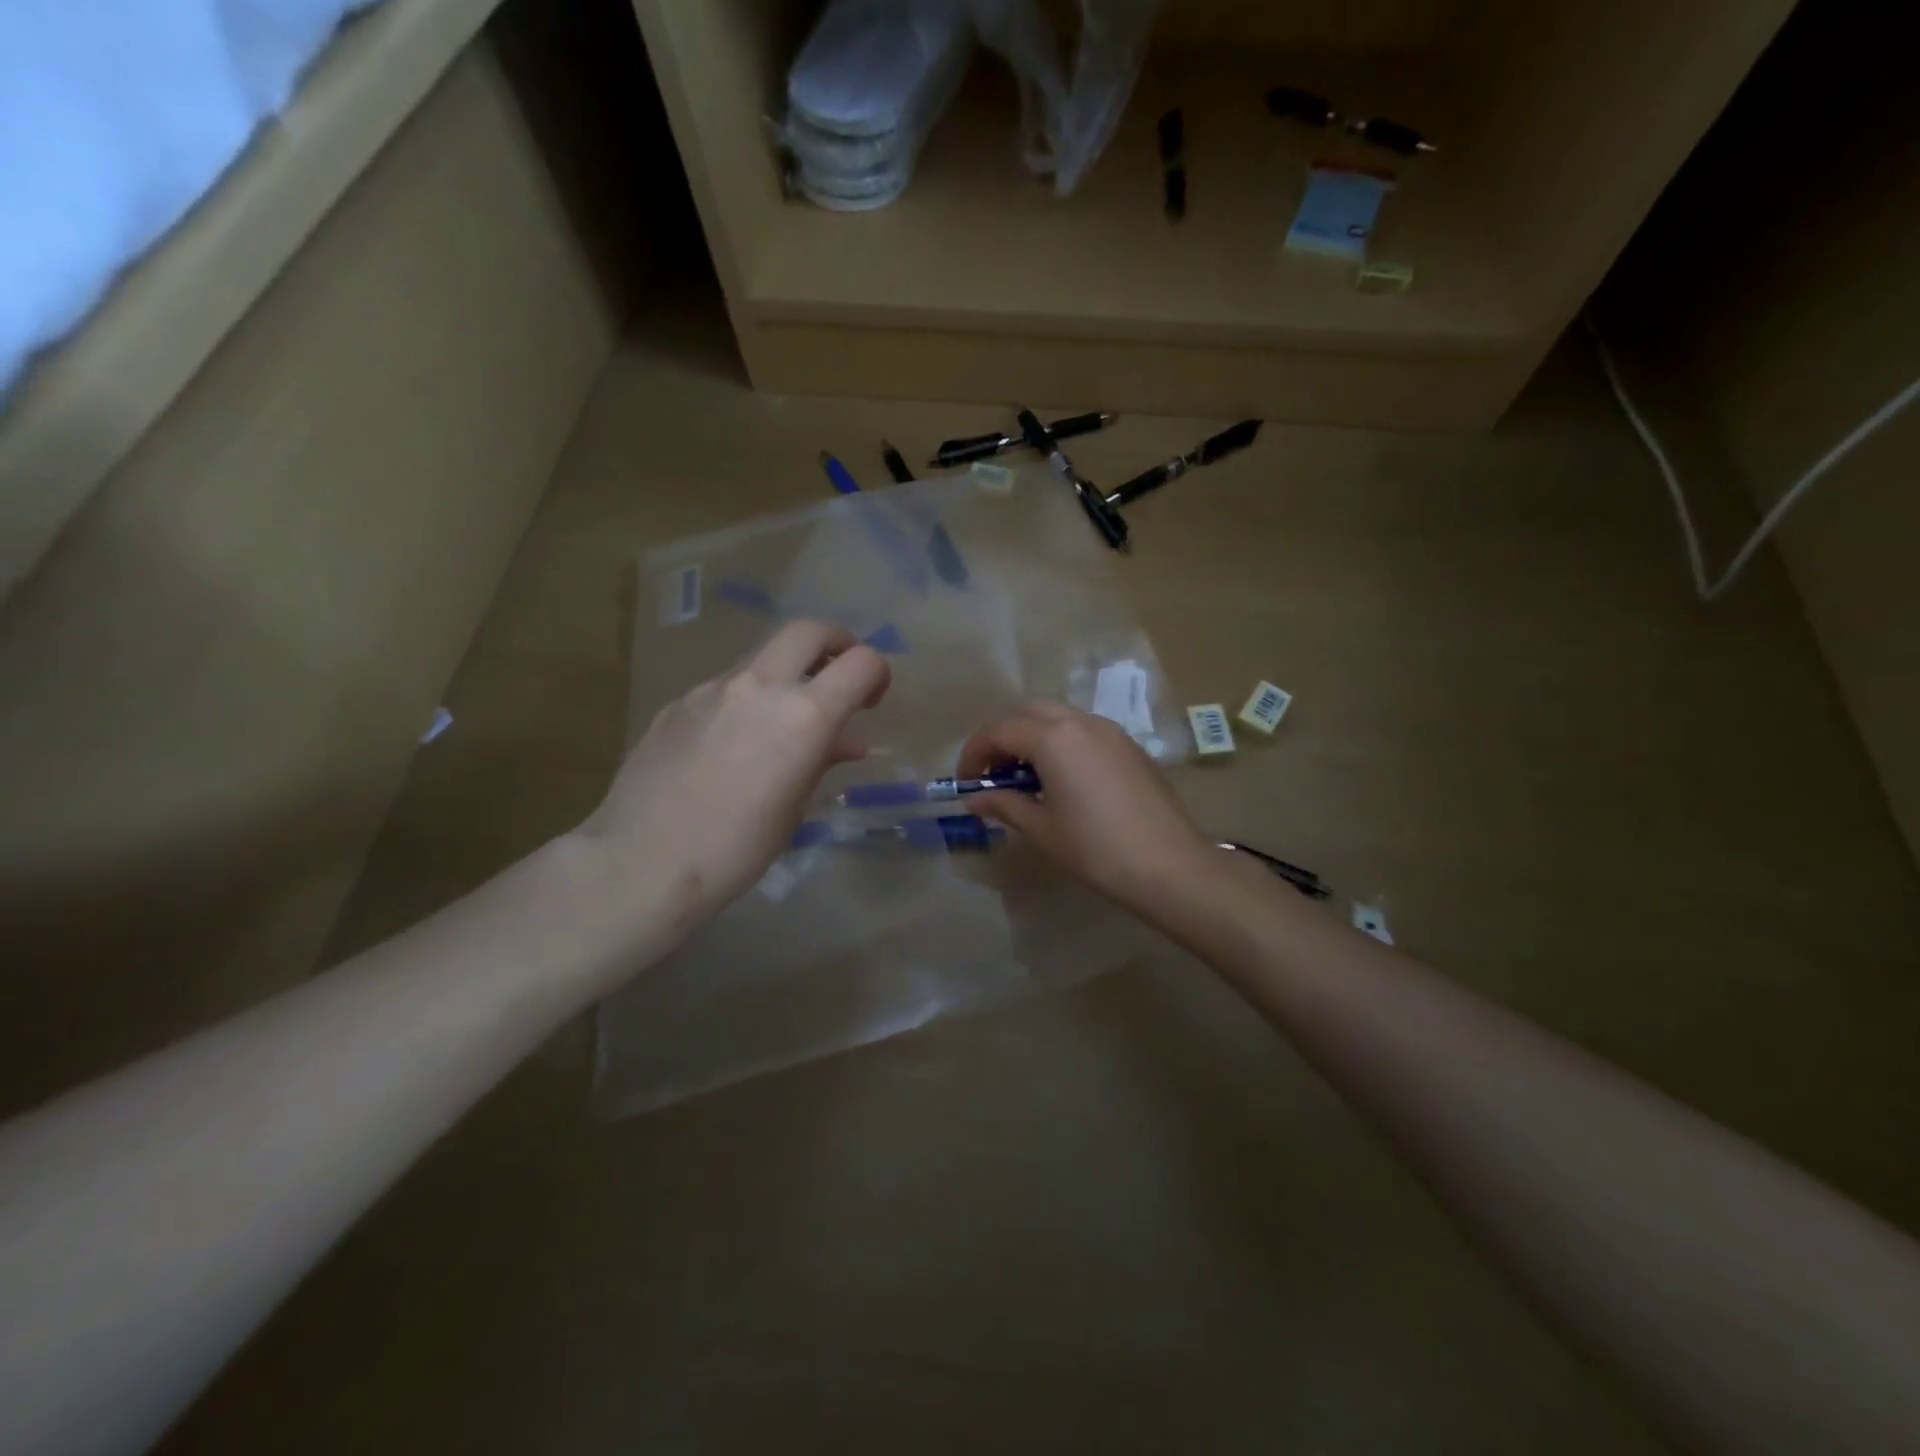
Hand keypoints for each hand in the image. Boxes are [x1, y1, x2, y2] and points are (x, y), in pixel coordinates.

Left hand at [576, 621, 889, 937]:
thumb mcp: (794, 808)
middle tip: (839, 674)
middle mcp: (760, 686)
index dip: (877, 673)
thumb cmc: (736, 849)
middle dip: (835, 643)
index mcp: (803, 715)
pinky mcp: (678, 702)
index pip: (860, 663)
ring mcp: (712, 689)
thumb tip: (845, 741)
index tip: (874, 697)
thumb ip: (821, 760)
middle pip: (808, 631)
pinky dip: (745, 700)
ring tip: (782, 721)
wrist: (642, 862)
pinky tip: (732, 743)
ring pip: (762, 658)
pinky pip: (724, 687)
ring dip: (785, 674)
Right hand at [956, 703, 1215, 915]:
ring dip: (1032, 736)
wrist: (1168, 864)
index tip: (964, 782)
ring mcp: (1110, 730)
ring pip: (1058, 716)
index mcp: (1053, 737)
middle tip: (991, 772)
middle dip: (1002, 736)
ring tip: (1024, 776)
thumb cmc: (1095, 848)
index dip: (974, 754)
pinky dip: (1060, 742)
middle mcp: (1080, 722)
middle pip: (1028, 712)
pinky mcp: (1129, 745)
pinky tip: (1060, 778)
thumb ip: (1004, 805)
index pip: (999, 731)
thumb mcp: (1042, 828)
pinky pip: (1083, 730)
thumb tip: (975, 800)